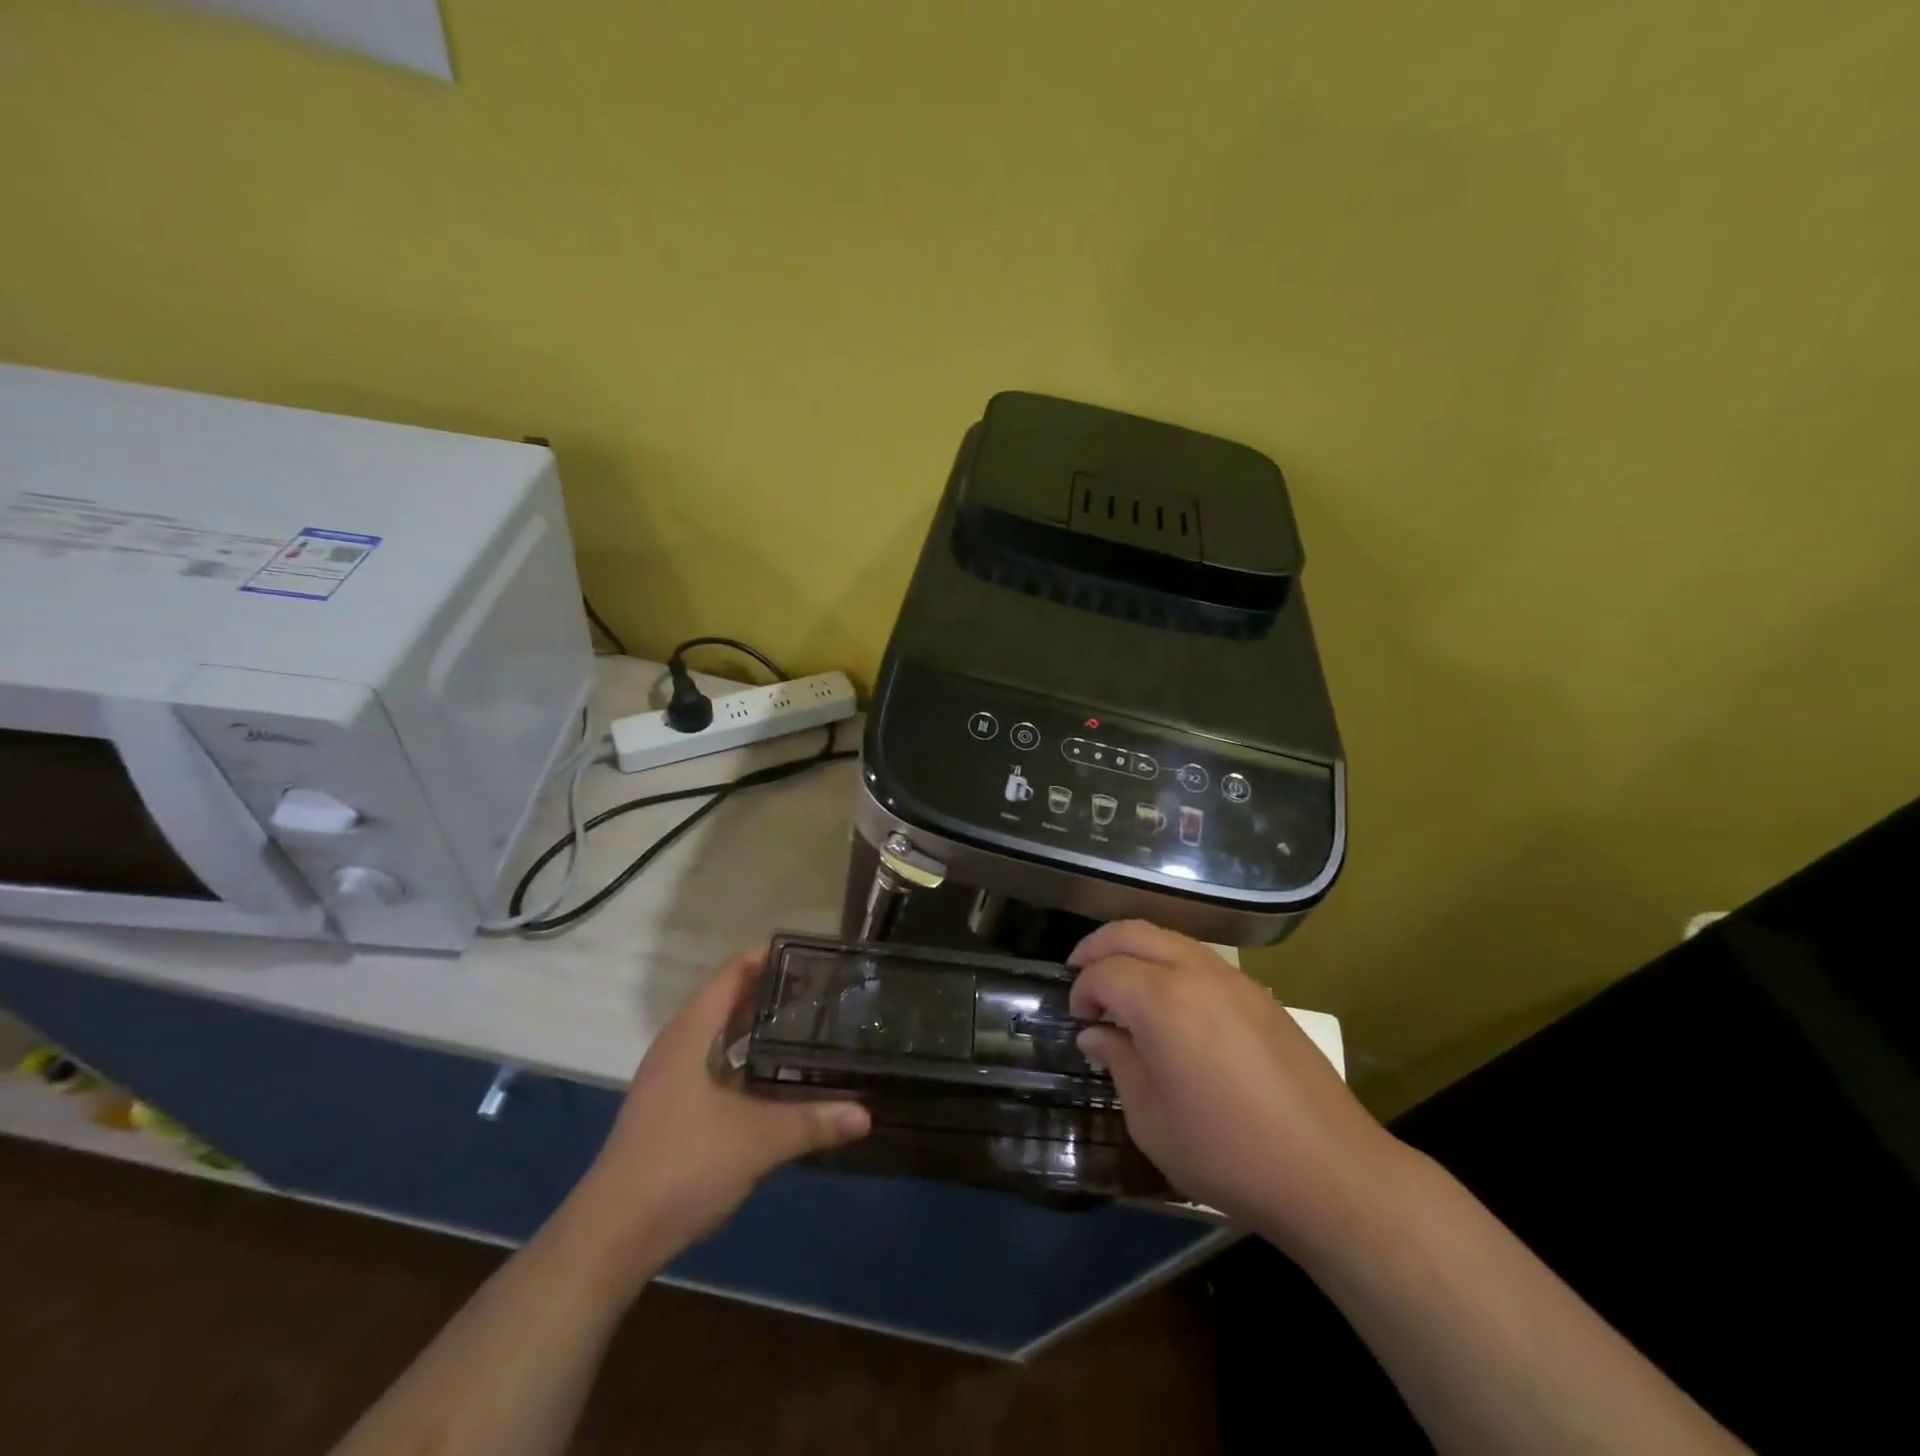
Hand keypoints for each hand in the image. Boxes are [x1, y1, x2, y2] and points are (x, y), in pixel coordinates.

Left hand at [559, 948, 869, 1290]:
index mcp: (691, 1033)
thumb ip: (812, 1122)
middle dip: (771, 990)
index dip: (769, 957)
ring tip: (805, 1024)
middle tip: (821, 990)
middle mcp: (678, 1045)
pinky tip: (775, 1075)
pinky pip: (715, 1061)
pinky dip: (745, 1056)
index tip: (813, 956)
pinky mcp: (671, 1106)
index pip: (732, 973)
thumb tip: (866, 1114)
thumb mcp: (757, 1142)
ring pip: (720, 1033)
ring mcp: (670, 1077)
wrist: (611, 1237)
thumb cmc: (682, 1167)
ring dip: (758, 1024)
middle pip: (727, 998)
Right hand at [1069, 921, 1402, 1255]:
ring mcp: (1234, 979)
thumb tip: (1096, 1033)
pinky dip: (1170, 964)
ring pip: (1170, 938)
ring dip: (1137, 951)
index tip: (1077, 1020)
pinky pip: (1201, 959)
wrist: (1330, 1170)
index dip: (1082, 990)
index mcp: (1162, 1001)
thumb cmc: (1227, 1152)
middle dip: (1098, 947)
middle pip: (1134, 932)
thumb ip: (1118, 1062)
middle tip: (1081, 975)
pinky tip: (1170, 1004)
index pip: (1105, 971)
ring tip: (1123, 988)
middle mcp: (1196, 973)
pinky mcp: (1260, 995)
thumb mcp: (1151, 1119)